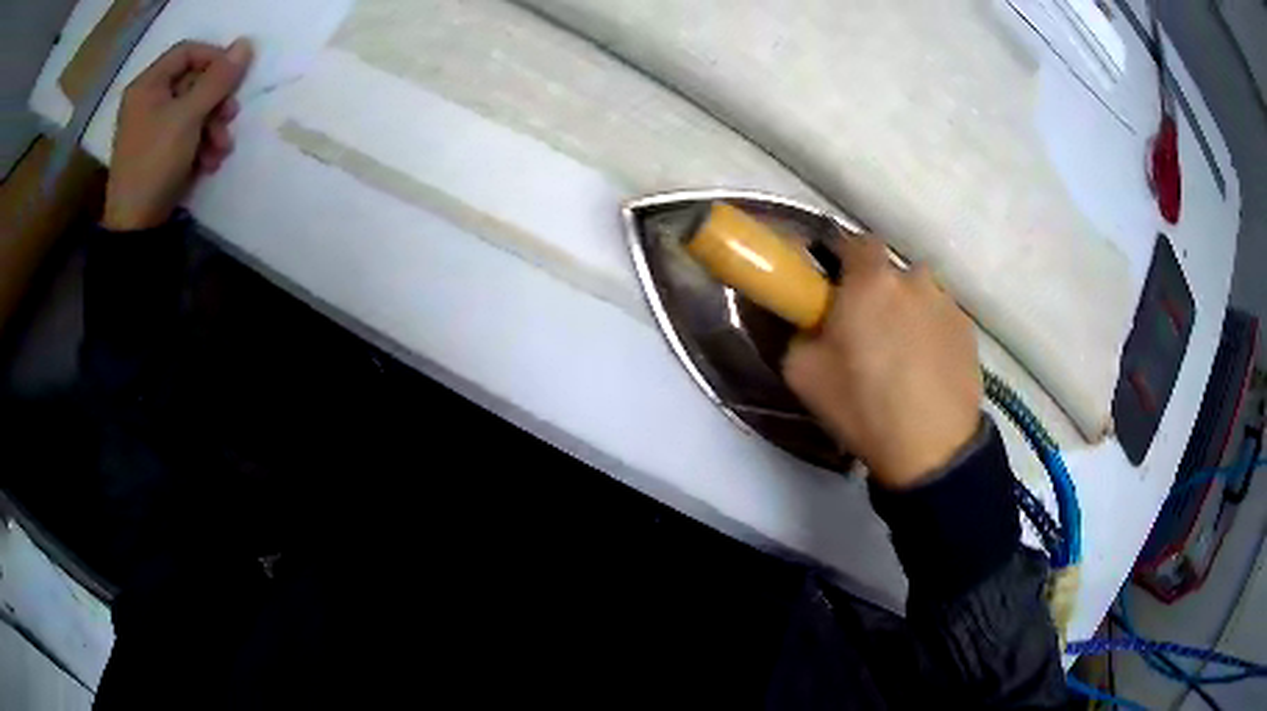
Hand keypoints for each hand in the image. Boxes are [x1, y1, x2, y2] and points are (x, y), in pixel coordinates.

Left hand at [102, 38, 253, 230]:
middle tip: (230, 117)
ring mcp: (151, 128)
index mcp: (147, 85)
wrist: (135, 228)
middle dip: (215, 102)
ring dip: (212, 127)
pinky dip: (201, 144)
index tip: (233, 76)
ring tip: (220, 150)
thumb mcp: (189, 116)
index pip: (187, 52)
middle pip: (192, 82)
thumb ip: (218, 79)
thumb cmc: (156, 162)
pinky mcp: (157, 151)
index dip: (214, 58)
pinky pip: (185, 134)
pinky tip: (208, 163)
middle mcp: (148, 101)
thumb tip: (246, 43)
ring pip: (192, 110)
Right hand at [783, 237, 981, 488]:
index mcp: (870, 279)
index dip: (840, 260)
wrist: (932, 449)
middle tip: (866, 332)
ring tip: (902, 356)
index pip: (852, 241)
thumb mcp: (801, 372)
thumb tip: (812, 319)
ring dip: (906, 311)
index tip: (832, 290)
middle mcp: (913, 277)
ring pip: (917, 294)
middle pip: (888, 271)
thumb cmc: (863, 406)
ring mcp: (947, 302)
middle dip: (874, 291)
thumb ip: (800, 329)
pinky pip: (940, 317)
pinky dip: (930, 332)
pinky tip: (926, 370)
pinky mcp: (968, 329)